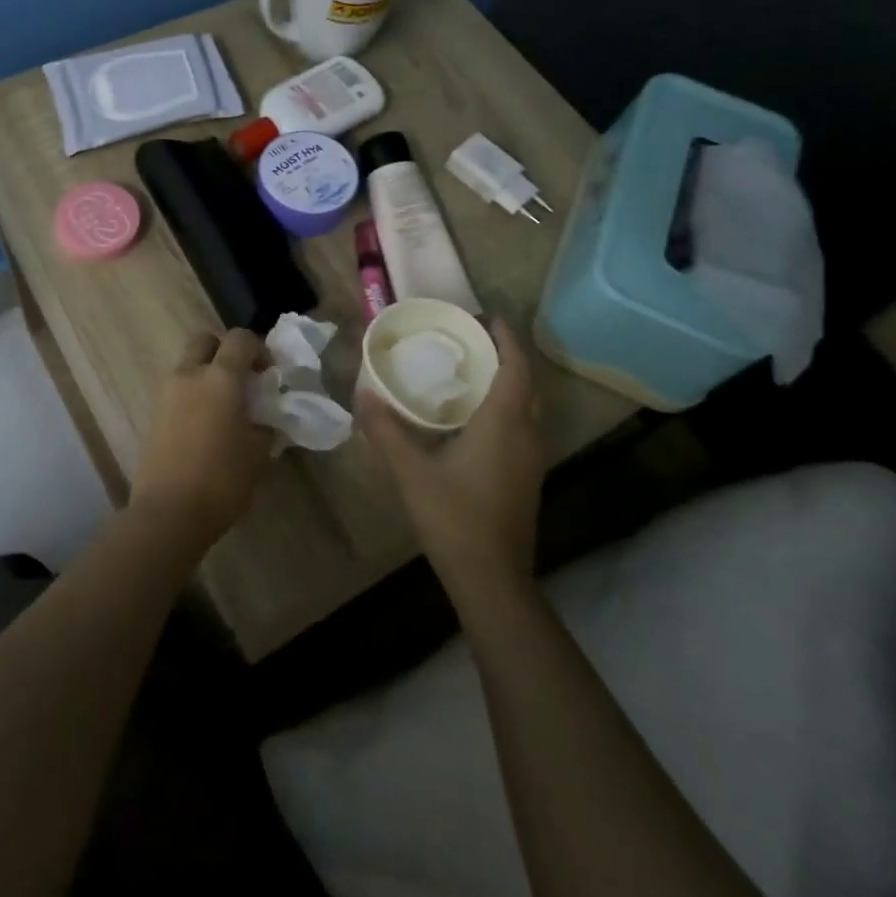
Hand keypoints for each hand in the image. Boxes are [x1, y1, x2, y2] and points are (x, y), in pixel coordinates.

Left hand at [129, 328, 273, 549]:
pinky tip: (205, 427)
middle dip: (224, 351)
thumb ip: (264, 428)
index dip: (258, 349)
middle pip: (205, 340)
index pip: (240, 339)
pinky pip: (176, 391)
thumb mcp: (258, 455)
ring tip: (223, 408)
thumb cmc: (222, 479)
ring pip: (188, 365)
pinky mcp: (153, 415)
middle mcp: (190, 375)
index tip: (268, 374)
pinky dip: (192, 396)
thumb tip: (264, 422)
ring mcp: (166, 394)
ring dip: (206, 374)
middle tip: (241, 379)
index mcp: (221, 378)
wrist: (169, 512)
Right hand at [358, 319, 543, 586]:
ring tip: (471, 370)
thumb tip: (363, 392)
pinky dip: (507, 406)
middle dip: (505, 355)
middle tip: (470, 340)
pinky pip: (524, 425)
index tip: (482, 317)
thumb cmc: (453, 517)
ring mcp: (532, 457)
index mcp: (504, 422)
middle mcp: (527, 433)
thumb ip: (385, 429)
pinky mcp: (528, 476)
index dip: (504, 336)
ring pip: (528, 405)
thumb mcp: (410, 471)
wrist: (492, 578)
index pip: (515, 365)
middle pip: (526, 381)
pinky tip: (476, 417)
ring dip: (508, 381)